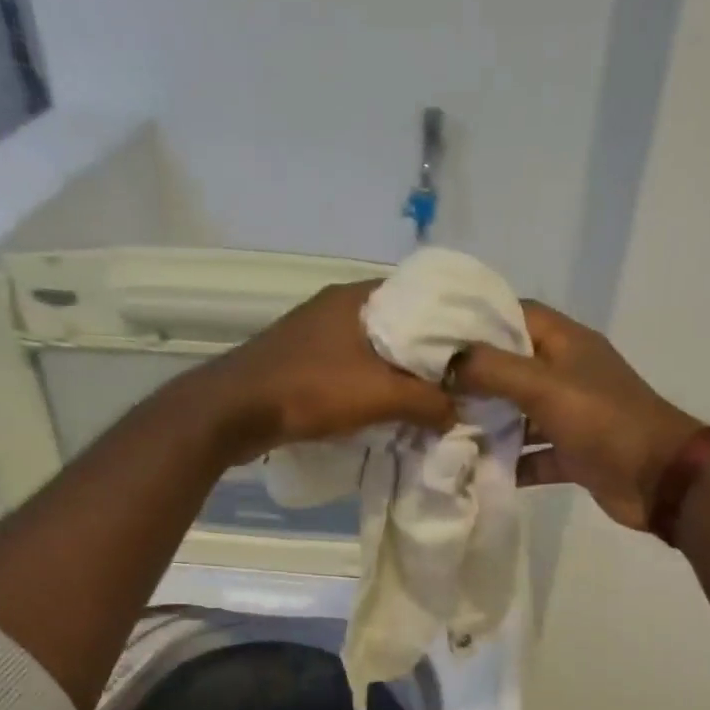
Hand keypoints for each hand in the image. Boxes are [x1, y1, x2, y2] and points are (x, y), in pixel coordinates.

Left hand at [193, 280, 456, 462]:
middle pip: (400, 324)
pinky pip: (352, 367)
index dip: (452, 322)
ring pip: (374, 348)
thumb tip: (458, 412)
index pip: (422, 296)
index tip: (477, 348)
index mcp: (358, 296)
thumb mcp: (380, 395)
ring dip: (398, 372)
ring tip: (430, 397)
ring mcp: (316, 333)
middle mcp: (337, 306)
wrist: (232, 412)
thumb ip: (427, 401)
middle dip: (427, 353)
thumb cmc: (310, 390)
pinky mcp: (302, 360)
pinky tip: (387, 406)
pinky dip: (372, 384)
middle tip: (459, 379)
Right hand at [451, 301, 705, 529]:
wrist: (660, 479)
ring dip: (487, 422)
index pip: (515, 315)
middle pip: (511, 366)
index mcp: (566, 343)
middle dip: (473, 377)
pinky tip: (474, 470)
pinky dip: (509, 462)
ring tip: (440, 429)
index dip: (478, 320)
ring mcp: (570, 415)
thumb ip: (492, 369)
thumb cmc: (604, 421)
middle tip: (429, 387)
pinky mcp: (572, 453)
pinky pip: (532, 453)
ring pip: (519, 413)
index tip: (436, 335)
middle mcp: (567, 373)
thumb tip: (447, 361)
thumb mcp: (544, 386)